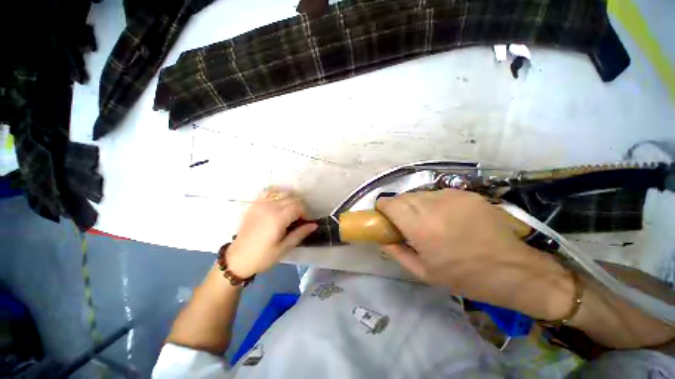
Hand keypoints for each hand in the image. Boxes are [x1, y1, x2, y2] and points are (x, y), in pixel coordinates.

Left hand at [225, 188, 316, 277]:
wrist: (237, 259)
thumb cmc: (262, 257)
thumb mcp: (284, 248)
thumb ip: (300, 233)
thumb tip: (314, 225)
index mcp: (278, 218)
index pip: (298, 207)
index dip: (306, 213)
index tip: (306, 222)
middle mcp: (270, 207)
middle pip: (292, 199)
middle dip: (300, 207)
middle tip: (300, 219)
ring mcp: (260, 204)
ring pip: (282, 193)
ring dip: (290, 200)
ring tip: (291, 211)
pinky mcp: (254, 205)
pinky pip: (268, 192)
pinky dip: (276, 193)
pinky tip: (279, 201)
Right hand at [377, 189, 572, 318]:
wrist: (513, 270)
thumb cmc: (464, 276)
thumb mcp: (423, 272)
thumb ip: (396, 252)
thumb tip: (382, 238)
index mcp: (420, 227)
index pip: (390, 204)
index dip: (383, 207)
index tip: (384, 215)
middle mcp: (434, 206)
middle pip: (403, 197)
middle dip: (399, 207)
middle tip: (406, 223)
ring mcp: (452, 196)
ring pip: (421, 194)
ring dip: (417, 205)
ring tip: (428, 221)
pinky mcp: (466, 194)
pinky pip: (439, 194)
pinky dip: (435, 203)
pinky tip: (447, 217)